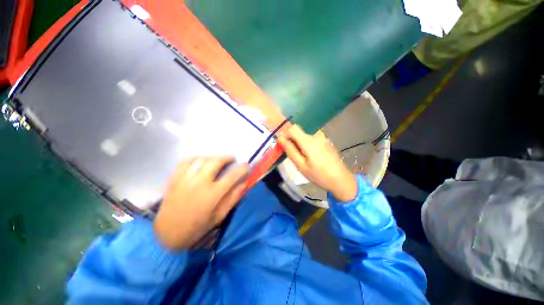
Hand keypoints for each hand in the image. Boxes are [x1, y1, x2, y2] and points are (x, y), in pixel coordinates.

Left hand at [153, 157, 248, 249]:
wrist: (167, 233)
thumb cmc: (197, 227)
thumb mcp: (219, 216)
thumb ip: (233, 198)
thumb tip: (244, 183)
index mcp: (212, 194)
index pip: (232, 176)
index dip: (241, 169)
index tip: (246, 165)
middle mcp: (199, 183)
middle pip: (216, 162)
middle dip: (227, 158)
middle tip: (232, 159)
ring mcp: (185, 179)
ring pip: (202, 159)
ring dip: (213, 157)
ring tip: (218, 160)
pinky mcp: (175, 178)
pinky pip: (186, 161)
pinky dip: (197, 158)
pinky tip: (201, 161)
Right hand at [278, 125, 357, 201]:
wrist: (341, 179)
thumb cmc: (319, 175)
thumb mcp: (301, 165)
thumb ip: (290, 150)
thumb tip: (281, 138)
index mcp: (309, 141)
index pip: (293, 128)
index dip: (286, 135)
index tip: (285, 145)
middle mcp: (316, 135)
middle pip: (299, 132)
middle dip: (294, 141)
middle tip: (296, 156)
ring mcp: (323, 137)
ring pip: (306, 136)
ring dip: (301, 144)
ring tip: (305, 158)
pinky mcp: (327, 141)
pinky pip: (313, 139)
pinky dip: (309, 145)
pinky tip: (313, 157)